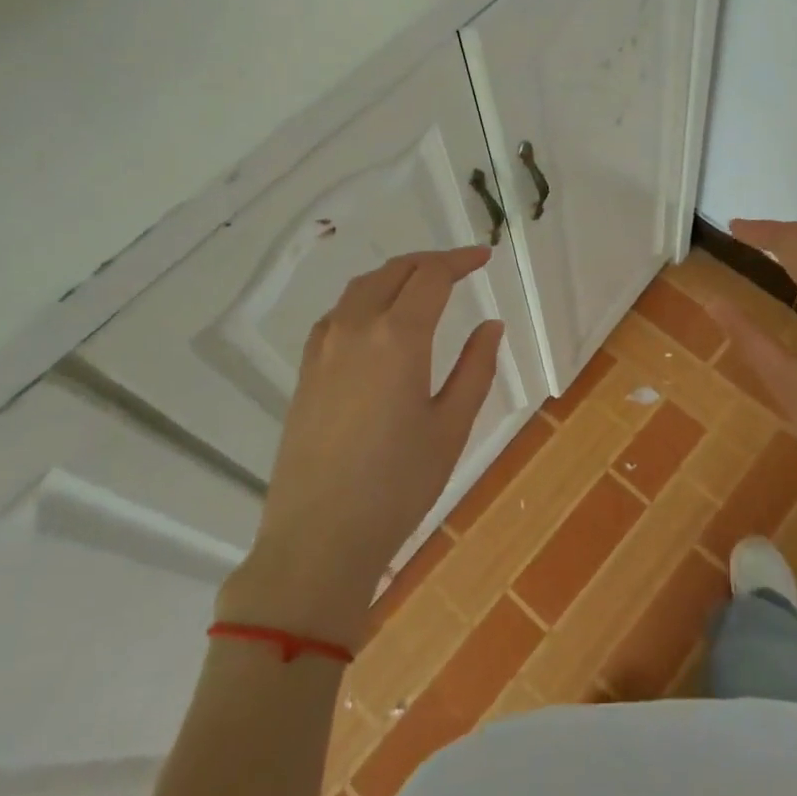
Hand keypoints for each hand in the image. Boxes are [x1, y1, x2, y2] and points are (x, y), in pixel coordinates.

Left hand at [217, 248, 503, 647]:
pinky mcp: (306, 370)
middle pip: (394, 271)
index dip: (460, 260)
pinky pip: (338, 314)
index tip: (484, 258)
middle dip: (430, 262)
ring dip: (395, 275)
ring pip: (361, 288)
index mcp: (399, 337)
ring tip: (422, 286)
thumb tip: (490, 325)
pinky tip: (377, 320)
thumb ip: (475, 367)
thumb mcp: (451, 426)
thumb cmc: (398, 485)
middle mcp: (357, 328)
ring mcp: (324, 348)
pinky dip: (365, 299)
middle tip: (460, 268)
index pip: (432, 276)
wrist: (319, 537)